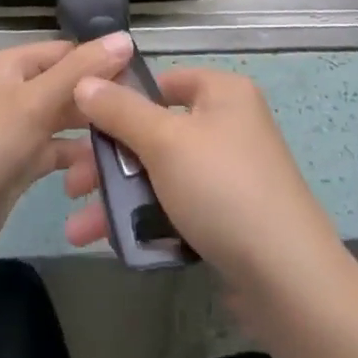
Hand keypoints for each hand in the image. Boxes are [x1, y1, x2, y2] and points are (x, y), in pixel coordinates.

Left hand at [0, 33, 134, 269]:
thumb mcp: (34, 103)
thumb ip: (80, 71)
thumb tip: (126, 38)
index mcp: (12, 64)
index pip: (67, 51)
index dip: (102, 61)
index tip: (142, 81)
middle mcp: (15, 90)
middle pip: (68, 84)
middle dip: (100, 97)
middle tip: (141, 115)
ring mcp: (17, 127)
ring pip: (65, 118)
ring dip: (92, 127)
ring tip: (131, 139)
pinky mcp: (21, 161)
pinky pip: (57, 149)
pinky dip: (77, 155)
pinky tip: (104, 166)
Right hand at [62, 68, 346, 300]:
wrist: (287, 277)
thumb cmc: (223, 188)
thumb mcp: (164, 141)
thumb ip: (120, 110)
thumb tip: (85, 80)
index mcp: (223, 93)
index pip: (163, 81)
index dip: (122, 98)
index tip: (82, 123)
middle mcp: (229, 125)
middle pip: (156, 131)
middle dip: (109, 160)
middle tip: (71, 184)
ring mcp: (230, 173)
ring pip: (161, 174)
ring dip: (118, 197)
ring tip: (78, 228)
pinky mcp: (229, 216)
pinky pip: (177, 206)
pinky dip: (146, 219)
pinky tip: (112, 242)